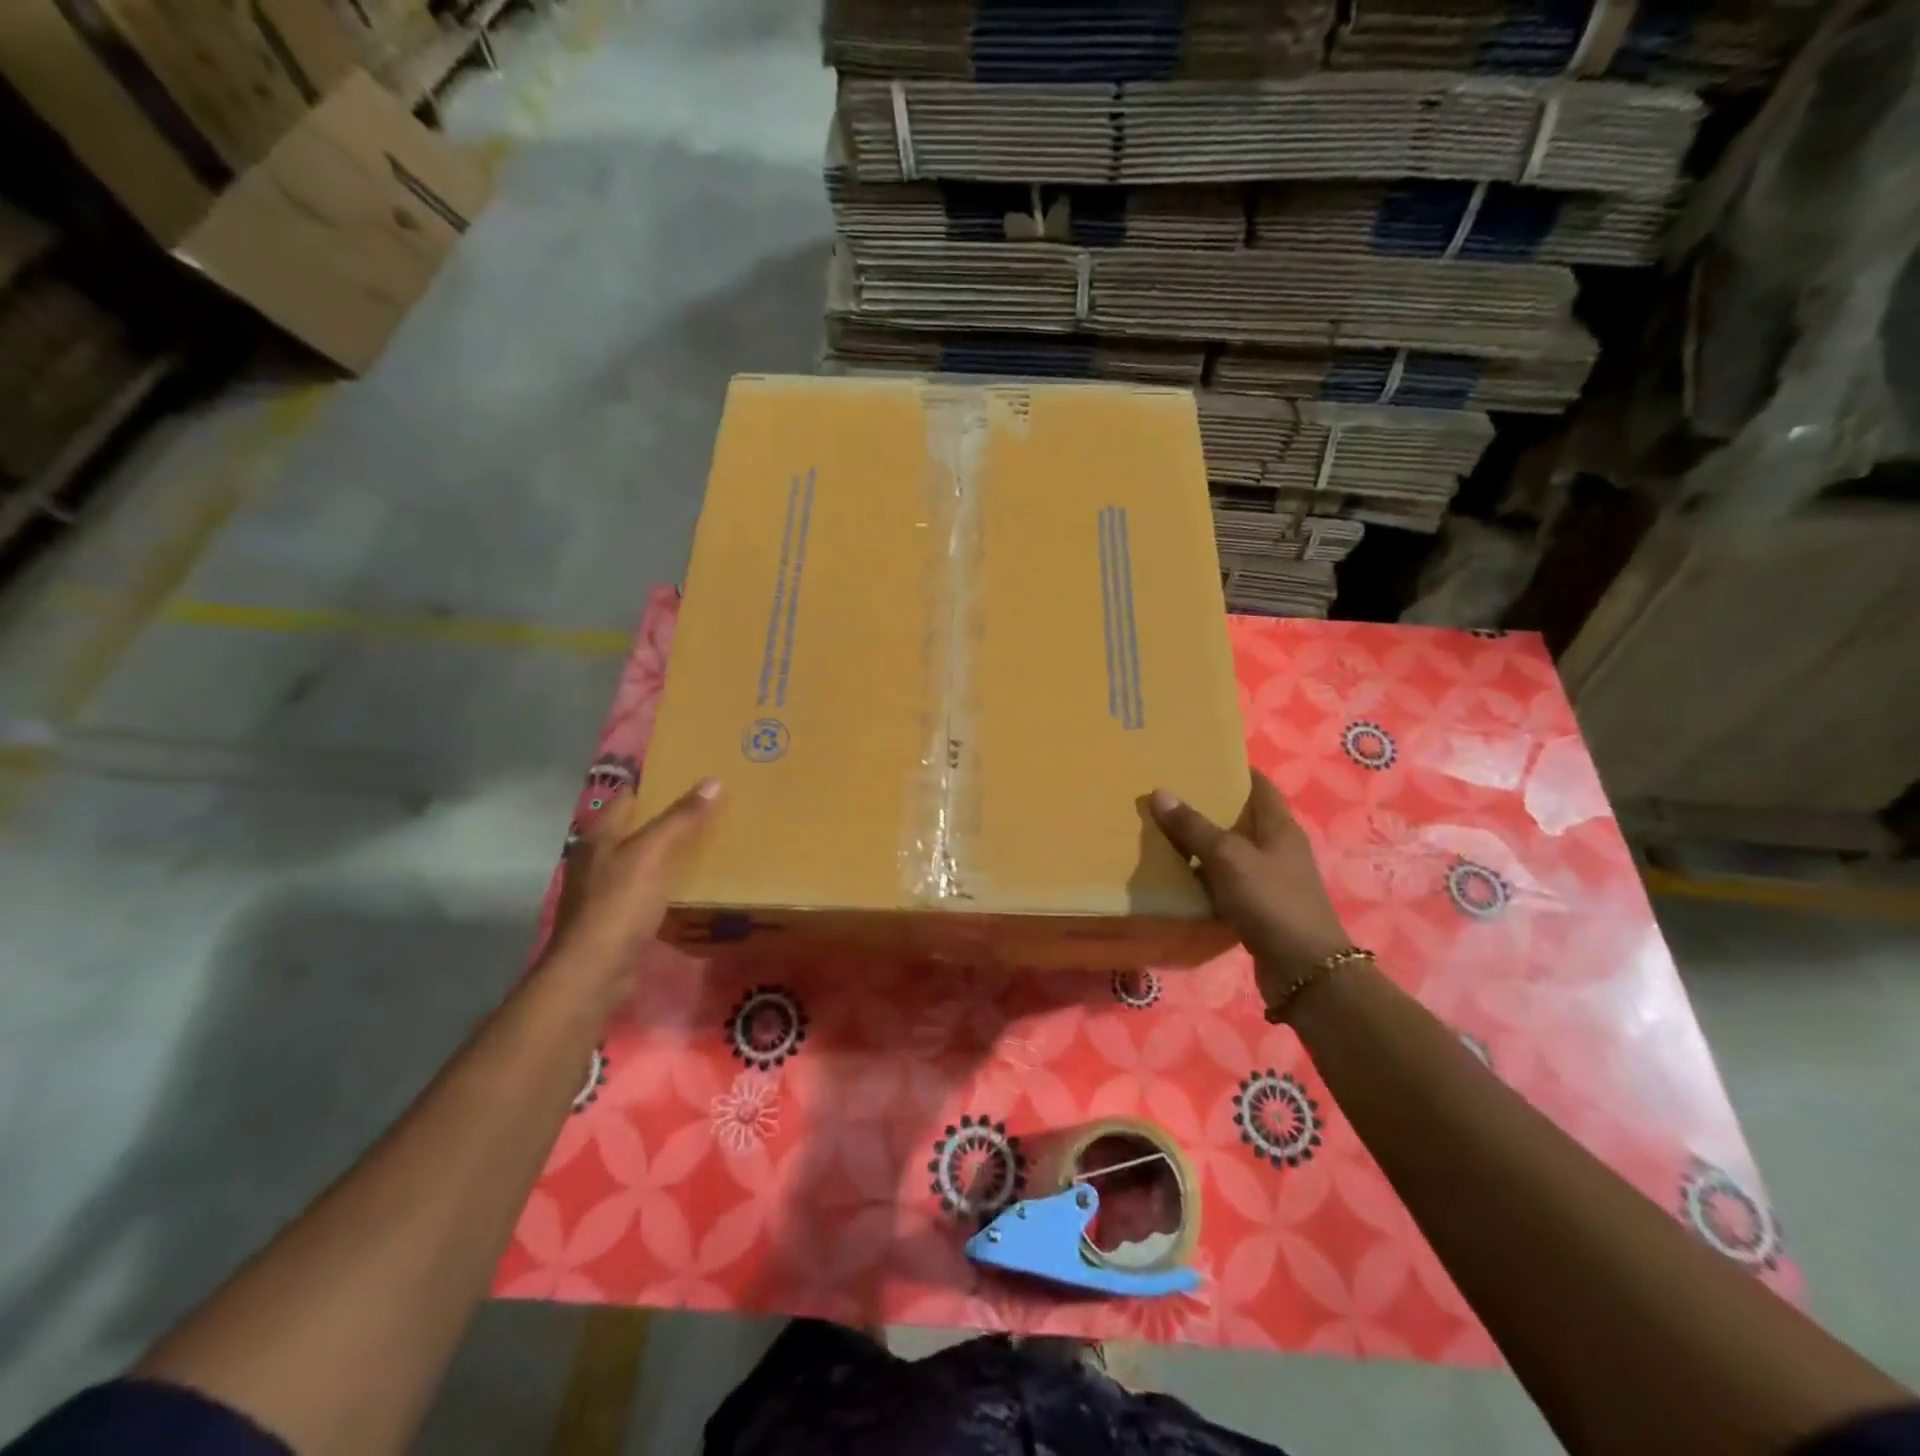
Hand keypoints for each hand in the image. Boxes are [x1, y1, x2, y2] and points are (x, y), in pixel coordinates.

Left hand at [541, 778, 720, 988]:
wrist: (594, 971)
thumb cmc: (619, 904)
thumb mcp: (653, 854)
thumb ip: (681, 818)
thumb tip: (713, 781)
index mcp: (602, 835)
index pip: (631, 795)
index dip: (660, 783)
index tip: (695, 775)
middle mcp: (599, 857)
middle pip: (639, 827)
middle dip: (671, 817)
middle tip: (714, 807)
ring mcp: (606, 889)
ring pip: (645, 859)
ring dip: (672, 852)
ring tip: (711, 842)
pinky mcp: (618, 917)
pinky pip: (648, 889)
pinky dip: (669, 882)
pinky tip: (693, 885)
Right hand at [1149, 770, 1350, 1003]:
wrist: (1304, 969)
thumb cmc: (1271, 901)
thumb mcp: (1228, 858)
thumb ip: (1193, 827)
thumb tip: (1160, 793)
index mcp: (1280, 827)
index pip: (1259, 785)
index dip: (1233, 771)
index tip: (1198, 762)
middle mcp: (1279, 848)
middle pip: (1243, 818)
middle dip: (1210, 807)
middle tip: (1170, 796)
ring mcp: (1272, 879)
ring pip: (1233, 852)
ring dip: (1205, 844)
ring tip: (1165, 832)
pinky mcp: (1261, 907)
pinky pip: (1228, 882)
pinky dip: (1207, 876)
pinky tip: (1180, 877)